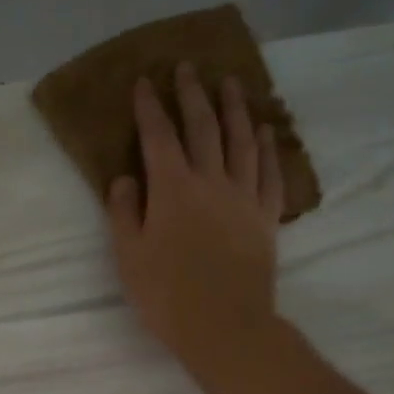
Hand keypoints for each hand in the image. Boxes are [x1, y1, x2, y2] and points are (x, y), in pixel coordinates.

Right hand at [107, 66, 283, 377]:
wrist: (225, 325)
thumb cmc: (167, 295)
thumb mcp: (129, 256)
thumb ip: (123, 212)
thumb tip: (125, 178)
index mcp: (172, 189)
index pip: (158, 136)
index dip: (149, 107)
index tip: (144, 82)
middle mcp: (210, 181)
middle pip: (202, 127)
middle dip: (192, 94)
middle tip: (188, 68)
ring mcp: (243, 196)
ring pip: (241, 140)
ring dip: (234, 108)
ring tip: (230, 83)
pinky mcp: (266, 216)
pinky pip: (269, 172)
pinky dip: (268, 148)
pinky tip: (265, 131)